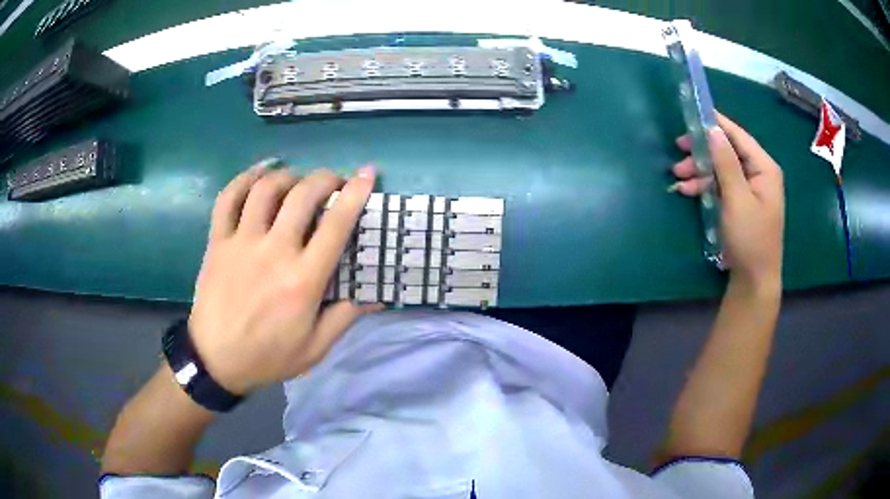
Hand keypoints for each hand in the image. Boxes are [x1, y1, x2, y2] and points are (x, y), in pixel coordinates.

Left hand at [188, 160, 381, 394]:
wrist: (216, 359)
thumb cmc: (268, 357)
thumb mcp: (315, 348)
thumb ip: (345, 317)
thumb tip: (378, 297)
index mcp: (303, 280)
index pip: (336, 225)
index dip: (355, 194)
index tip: (367, 174)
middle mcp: (274, 252)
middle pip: (302, 196)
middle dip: (324, 178)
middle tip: (333, 181)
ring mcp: (242, 242)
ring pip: (266, 190)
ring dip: (287, 176)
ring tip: (297, 180)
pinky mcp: (218, 241)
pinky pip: (228, 199)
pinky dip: (244, 179)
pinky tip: (259, 173)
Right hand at [671, 113, 784, 288]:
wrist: (754, 280)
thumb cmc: (750, 238)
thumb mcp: (737, 199)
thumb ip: (726, 163)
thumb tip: (712, 130)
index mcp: (764, 168)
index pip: (738, 136)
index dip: (716, 123)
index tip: (692, 114)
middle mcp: (758, 174)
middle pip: (727, 151)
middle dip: (703, 151)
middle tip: (679, 149)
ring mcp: (749, 189)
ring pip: (721, 168)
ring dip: (699, 170)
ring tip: (677, 176)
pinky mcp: (740, 203)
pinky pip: (721, 185)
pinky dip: (704, 186)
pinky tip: (686, 190)